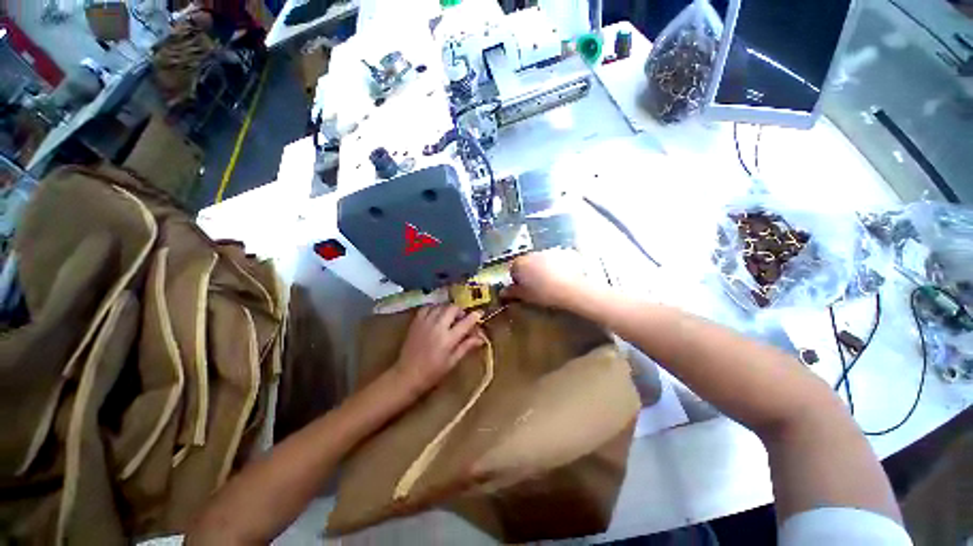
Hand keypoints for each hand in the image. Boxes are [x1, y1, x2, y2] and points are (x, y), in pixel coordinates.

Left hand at [394, 304, 483, 396]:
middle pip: (453, 309)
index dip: (475, 316)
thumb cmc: (432, 372)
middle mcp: (437, 327)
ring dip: (448, 309)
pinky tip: (436, 315)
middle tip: (463, 317)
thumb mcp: (452, 361)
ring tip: (450, 317)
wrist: (407, 375)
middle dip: (461, 310)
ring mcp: (425, 322)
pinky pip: (427, 308)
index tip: (480, 313)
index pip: (466, 322)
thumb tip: (481, 338)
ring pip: (440, 306)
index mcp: (448, 339)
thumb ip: (466, 346)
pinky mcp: (416, 322)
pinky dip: (434, 309)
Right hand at [502, 249, 589, 308]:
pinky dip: (558, 266)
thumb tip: (503, 292)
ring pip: (542, 260)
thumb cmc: (543, 294)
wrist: (571, 289)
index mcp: (519, 264)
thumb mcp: (524, 296)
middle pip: (528, 262)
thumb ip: (512, 292)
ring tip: (552, 282)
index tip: (524, 289)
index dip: (517, 280)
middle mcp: (532, 254)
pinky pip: (557, 259)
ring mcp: (549, 251)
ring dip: (544, 268)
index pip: (513, 270)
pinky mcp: (564, 252)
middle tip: (538, 286)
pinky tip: (563, 277)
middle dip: (530, 272)